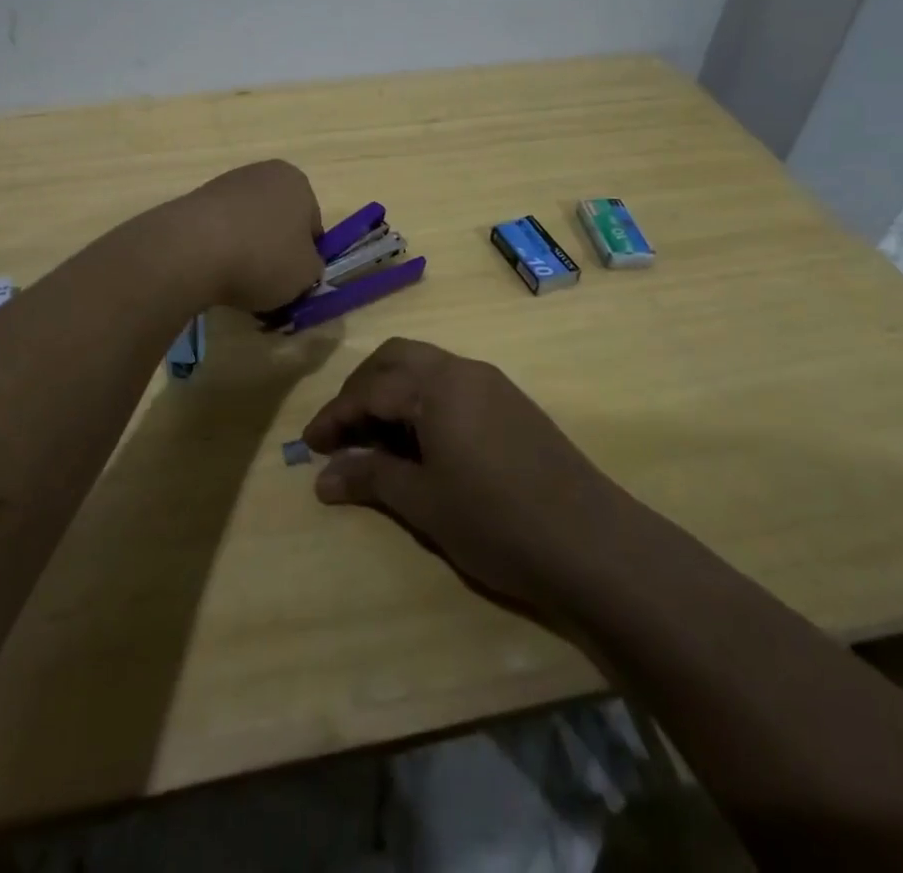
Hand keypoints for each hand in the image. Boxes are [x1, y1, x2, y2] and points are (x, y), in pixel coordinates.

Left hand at [178, 160, 325, 314]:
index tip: (293, 281)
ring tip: (236, 282)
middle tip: (267, 284)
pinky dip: (220, 251)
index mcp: (297, 182)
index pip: (312, 227)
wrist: (192, 250)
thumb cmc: (263, 257)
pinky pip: (219, 232)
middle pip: (278, 223)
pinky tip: (213, 272)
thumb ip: (312, 269)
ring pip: (248, 227)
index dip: (305, 258)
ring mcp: (225, 184)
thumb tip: (301, 267)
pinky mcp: (195, 201)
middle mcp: (263, 174)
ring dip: (247, 252)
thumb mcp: (306, 275)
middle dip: (274, 252)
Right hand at [301, 338, 627, 617]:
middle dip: (361, 390)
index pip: (369, 389)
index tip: (309, 445)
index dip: (334, 416)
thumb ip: (371, 479)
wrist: (593, 543)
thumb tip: (323, 478)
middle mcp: (462, 370)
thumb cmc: (496, 521)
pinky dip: (422, 402)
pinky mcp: (512, 404)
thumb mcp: (423, 503)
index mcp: (436, 385)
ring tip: (377, 439)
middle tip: (342, 432)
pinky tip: (422, 442)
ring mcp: (492, 384)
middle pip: (396, 360)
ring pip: (425, 369)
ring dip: (393, 393)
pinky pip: (452, 385)